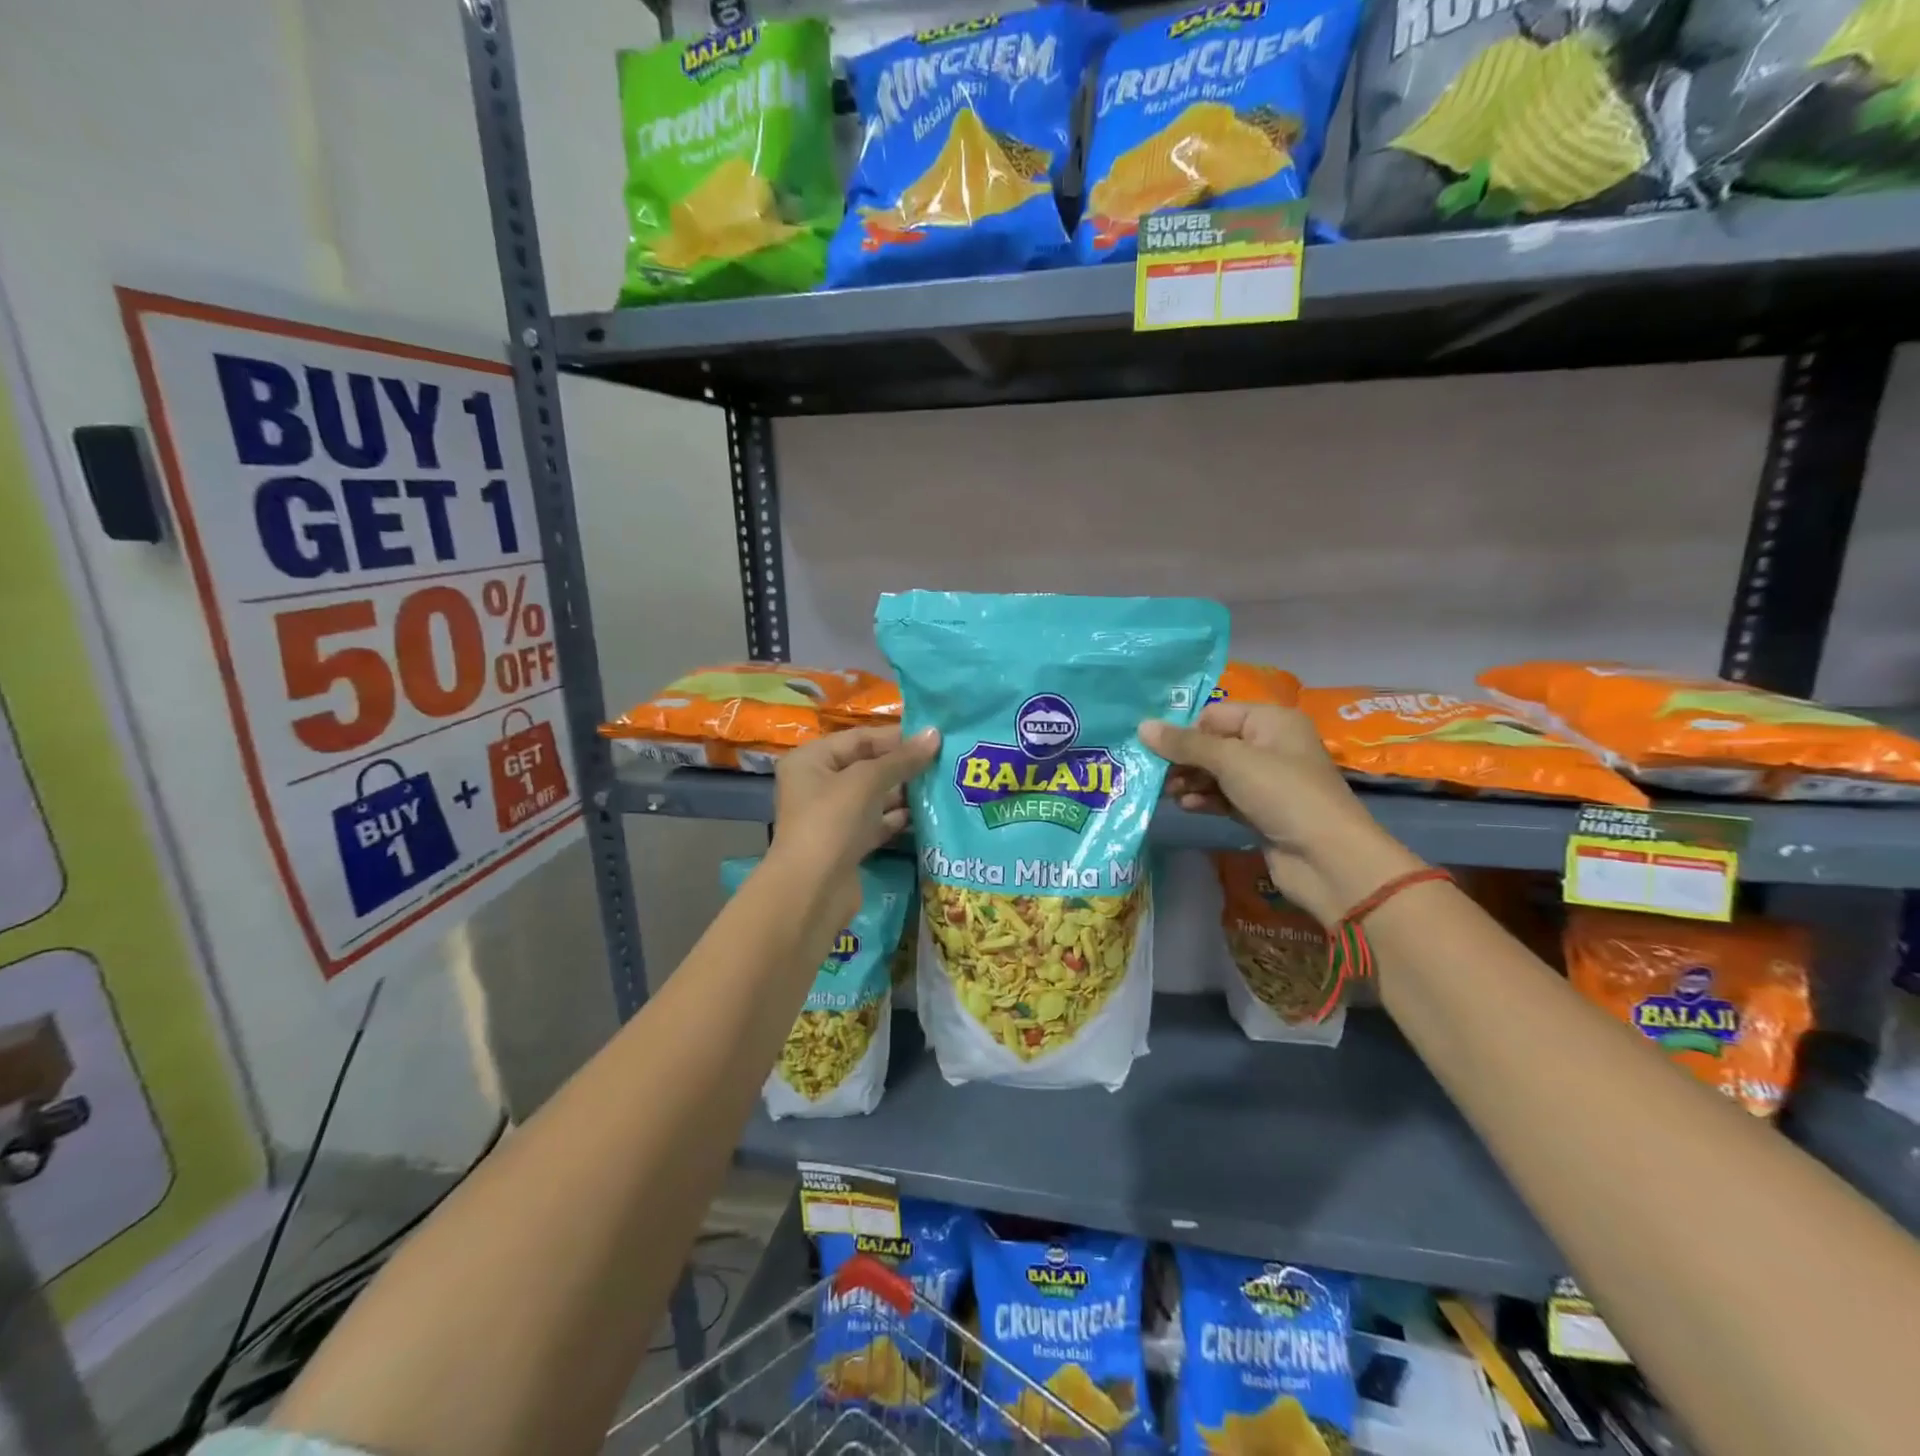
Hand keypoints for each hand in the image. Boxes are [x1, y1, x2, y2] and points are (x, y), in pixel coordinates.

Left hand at [771, 725, 939, 921]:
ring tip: (940, 785)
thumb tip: (935, 734)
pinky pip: (876, 822)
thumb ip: (902, 759)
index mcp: (811, 760)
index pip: (859, 739)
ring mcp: (831, 817)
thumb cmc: (833, 821)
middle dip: (902, 765)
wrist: (813, 890)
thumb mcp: (867, 781)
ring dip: (904, 792)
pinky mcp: (846, 844)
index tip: (933, 738)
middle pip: (867, 766)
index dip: (896, 737)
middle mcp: (817, 785)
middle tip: (943, 762)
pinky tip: (924, 814)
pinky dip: (897, 818)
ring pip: (874, 796)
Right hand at [1139, 704, 1423, 923]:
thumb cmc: (1282, 794)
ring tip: (1167, 793)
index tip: (1154, 749)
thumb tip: (1142, 726)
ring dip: (1190, 781)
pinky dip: (1205, 799)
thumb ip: (1185, 744)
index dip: (1185, 730)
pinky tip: (1187, 806)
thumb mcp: (1231, 761)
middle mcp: (1270, 746)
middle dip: (1183, 759)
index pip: (1215, 714)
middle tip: (1154, 775)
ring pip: (1216, 773)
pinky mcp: (1260, 811)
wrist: (1327, 859)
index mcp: (1271, 721)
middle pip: (1213, 744)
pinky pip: (1224, 797)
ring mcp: (1266, 781)